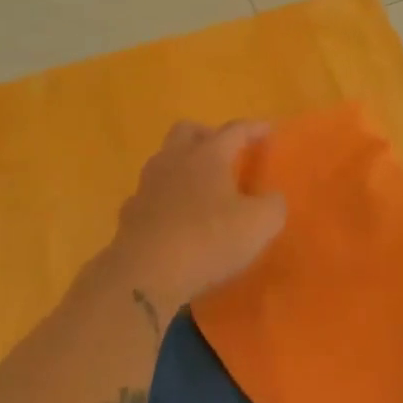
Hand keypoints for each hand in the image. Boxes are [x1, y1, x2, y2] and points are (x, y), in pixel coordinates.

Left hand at [104, 121, 286, 320]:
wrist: (146, 274)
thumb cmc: (209, 240)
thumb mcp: (259, 224)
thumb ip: (273, 205)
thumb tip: (272, 200)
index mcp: (208, 155)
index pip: (234, 130)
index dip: (254, 128)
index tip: (268, 130)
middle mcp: (174, 161)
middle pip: (187, 130)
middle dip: (207, 135)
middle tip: (225, 152)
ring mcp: (147, 186)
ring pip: (163, 160)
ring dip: (182, 165)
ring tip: (200, 187)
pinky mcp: (130, 214)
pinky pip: (149, 195)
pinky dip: (163, 199)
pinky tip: (174, 217)